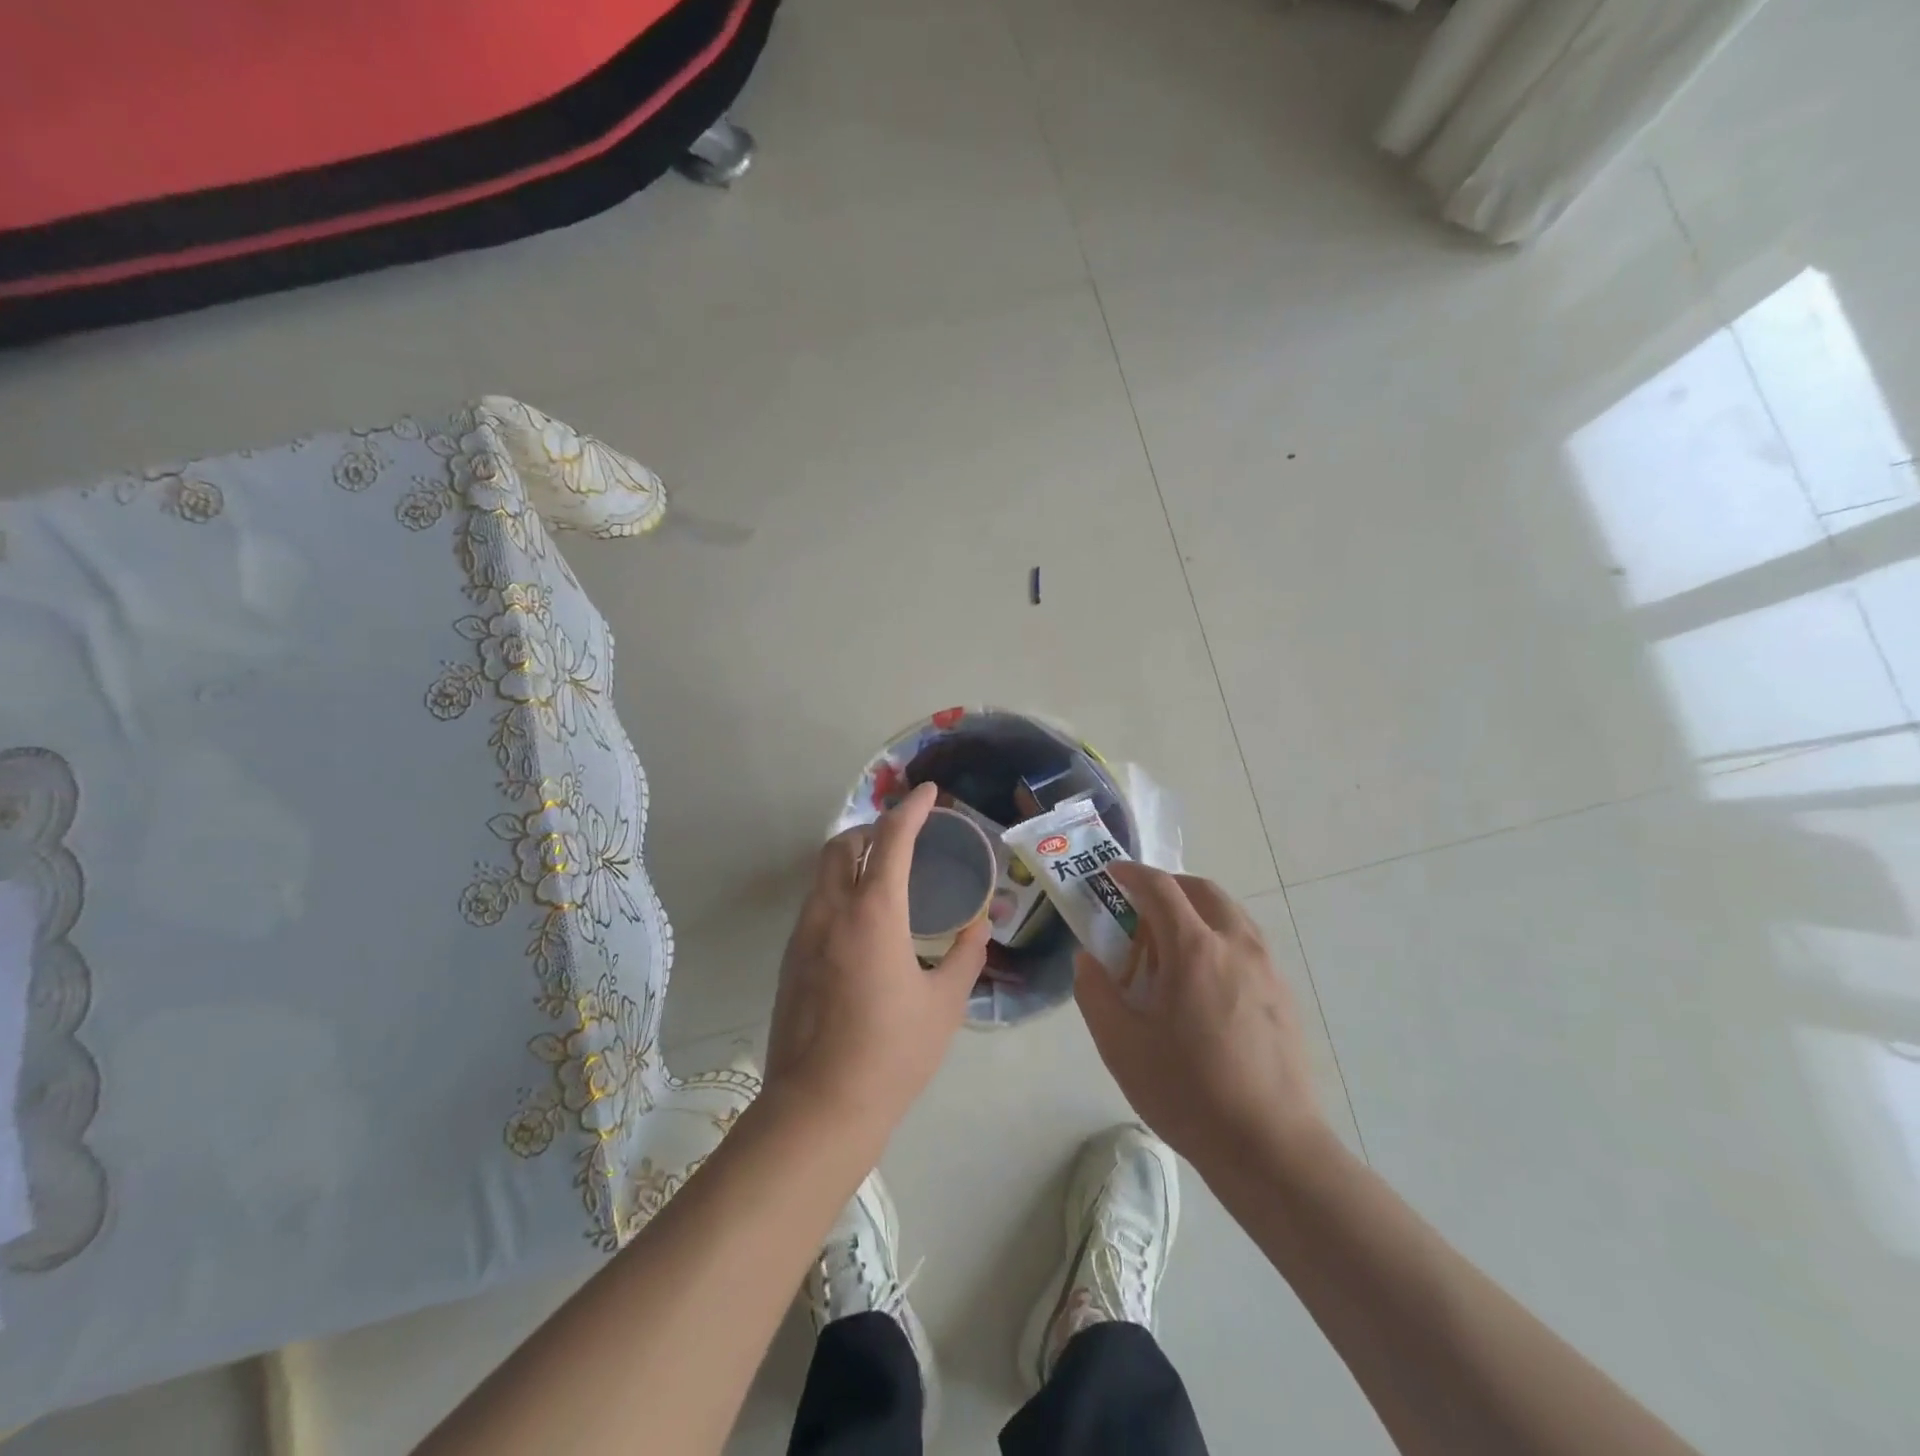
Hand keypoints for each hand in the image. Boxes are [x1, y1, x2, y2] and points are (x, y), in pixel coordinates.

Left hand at [764, 783, 989, 1142]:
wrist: (819, 1108)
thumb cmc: (892, 1053)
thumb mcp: (944, 1003)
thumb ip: (965, 954)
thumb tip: (979, 924)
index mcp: (874, 913)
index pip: (892, 839)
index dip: (912, 809)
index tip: (929, 793)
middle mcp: (832, 911)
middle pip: (843, 844)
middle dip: (873, 828)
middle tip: (905, 838)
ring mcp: (804, 934)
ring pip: (823, 873)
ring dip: (852, 858)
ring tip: (886, 875)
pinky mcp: (791, 958)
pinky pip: (816, 903)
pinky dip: (839, 890)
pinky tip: (863, 923)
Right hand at [1075, 863, 1329, 1177]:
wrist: (1271, 1147)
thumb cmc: (1188, 1092)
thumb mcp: (1121, 1045)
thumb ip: (1095, 993)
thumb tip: (1088, 959)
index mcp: (1193, 949)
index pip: (1160, 888)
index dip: (1132, 874)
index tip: (1112, 874)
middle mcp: (1236, 944)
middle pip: (1203, 890)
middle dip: (1169, 886)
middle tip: (1140, 908)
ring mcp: (1267, 968)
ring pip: (1230, 914)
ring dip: (1197, 911)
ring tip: (1171, 945)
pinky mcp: (1284, 994)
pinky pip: (1247, 943)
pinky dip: (1219, 937)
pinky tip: (1204, 982)